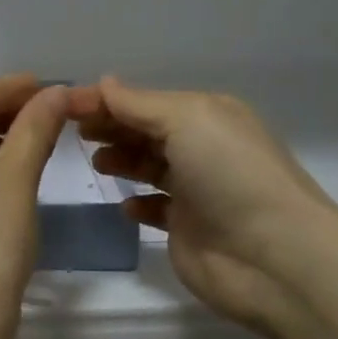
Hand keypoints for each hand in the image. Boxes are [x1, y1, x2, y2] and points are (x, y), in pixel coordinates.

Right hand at [70, 77, 337, 338]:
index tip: (63, 105)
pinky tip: (125, 205)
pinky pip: (155, 208)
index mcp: (206, 115)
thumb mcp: (186, 120)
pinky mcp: (188, 228)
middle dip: (111, 126)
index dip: (105, 100)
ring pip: (149, 166)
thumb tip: (103, 83)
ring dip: (122, 160)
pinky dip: (137, 203)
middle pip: (145, 130)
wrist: (273, 255)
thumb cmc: (230, 174)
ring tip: (98, 163)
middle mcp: (202, 148)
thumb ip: (139, 104)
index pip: (145, 100)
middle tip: (72, 131)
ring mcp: (196, 190)